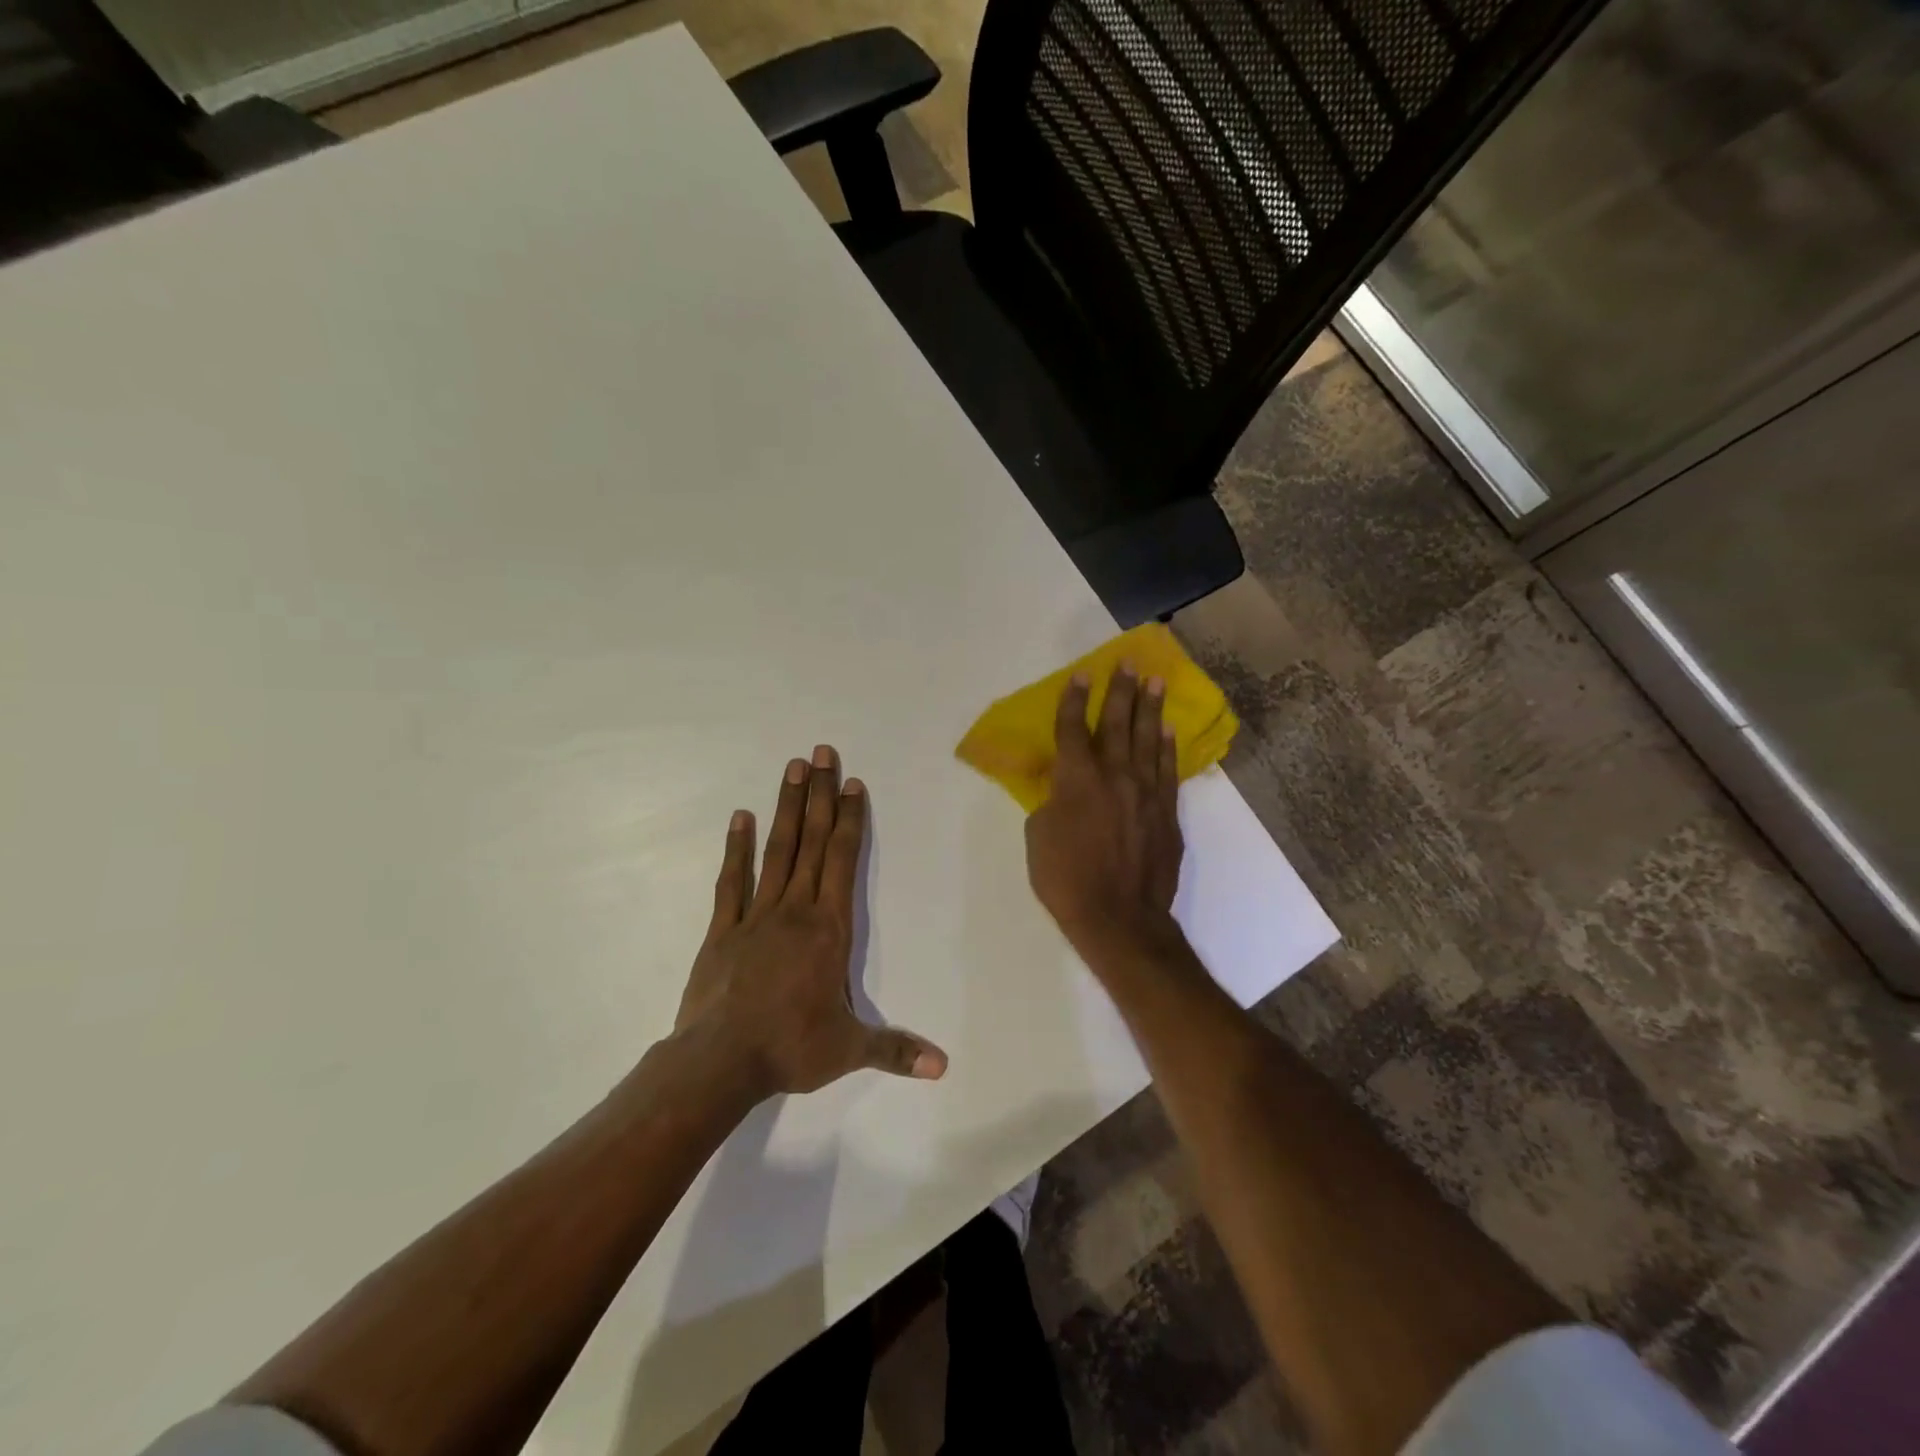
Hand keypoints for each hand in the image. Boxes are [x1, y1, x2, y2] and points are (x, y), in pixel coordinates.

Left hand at [675, 745, 947, 1098]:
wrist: (719, 1062)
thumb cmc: (791, 1048)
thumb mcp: (849, 1050)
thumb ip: (896, 1050)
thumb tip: (943, 1066)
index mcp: (829, 928)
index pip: (842, 860)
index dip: (849, 819)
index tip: (852, 783)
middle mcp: (796, 909)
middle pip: (811, 841)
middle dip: (819, 795)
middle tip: (821, 752)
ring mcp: (756, 915)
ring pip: (777, 850)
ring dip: (786, 807)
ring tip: (791, 768)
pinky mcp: (724, 929)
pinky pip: (732, 881)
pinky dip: (737, 848)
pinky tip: (740, 817)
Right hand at [1025, 665, 1184, 956]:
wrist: (1119, 918)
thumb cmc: (1066, 879)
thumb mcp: (1038, 837)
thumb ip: (1051, 802)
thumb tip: (1062, 789)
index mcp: (1076, 779)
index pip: (1073, 729)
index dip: (1075, 700)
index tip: (1082, 674)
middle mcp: (1114, 775)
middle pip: (1117, 723)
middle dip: (1120, 690)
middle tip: (1128, 663)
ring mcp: (1145, 792)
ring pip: (1148, 740)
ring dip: (1150, 709)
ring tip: (1155, 682)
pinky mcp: (1166, 812)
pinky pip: (1167, 770)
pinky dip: (1167, 748)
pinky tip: (1168, 731)